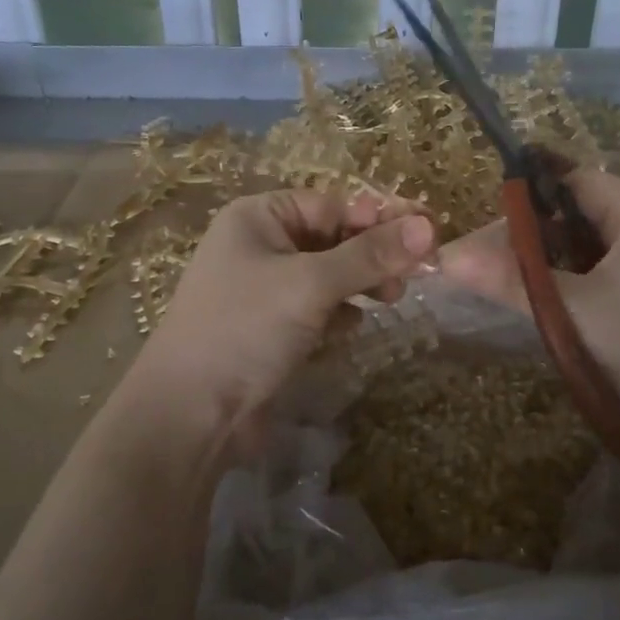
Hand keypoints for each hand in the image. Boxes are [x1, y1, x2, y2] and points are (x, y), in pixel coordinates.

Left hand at [126, 190, 434, 460]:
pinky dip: (338, 313)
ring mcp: (265, 288)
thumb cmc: (245, 329)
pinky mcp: (272, 327)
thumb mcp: (311, 284)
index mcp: (258, 217)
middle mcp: (260, 245)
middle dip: (372, 255)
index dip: (379, 218)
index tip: (428, 233)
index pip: (332, 204)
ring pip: (330, 275)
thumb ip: (370, 255)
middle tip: (412, 275)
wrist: (191, 415)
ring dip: (361, 284)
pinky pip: (318, 307)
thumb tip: (429, 226)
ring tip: (389, 300)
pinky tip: (350, 328)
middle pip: (333, 238)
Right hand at [441, 169, 619, 463]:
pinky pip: (616, 271)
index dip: (536, 190)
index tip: (495, 215)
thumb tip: (447, 256)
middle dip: (543, 230)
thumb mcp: (573, 311)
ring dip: (562, 259)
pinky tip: (563, 305)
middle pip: (589, 211)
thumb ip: (510, 280)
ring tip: (524, 281)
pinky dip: (584, 279)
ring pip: (600, 245)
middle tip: (500, 256)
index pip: (580, 179)